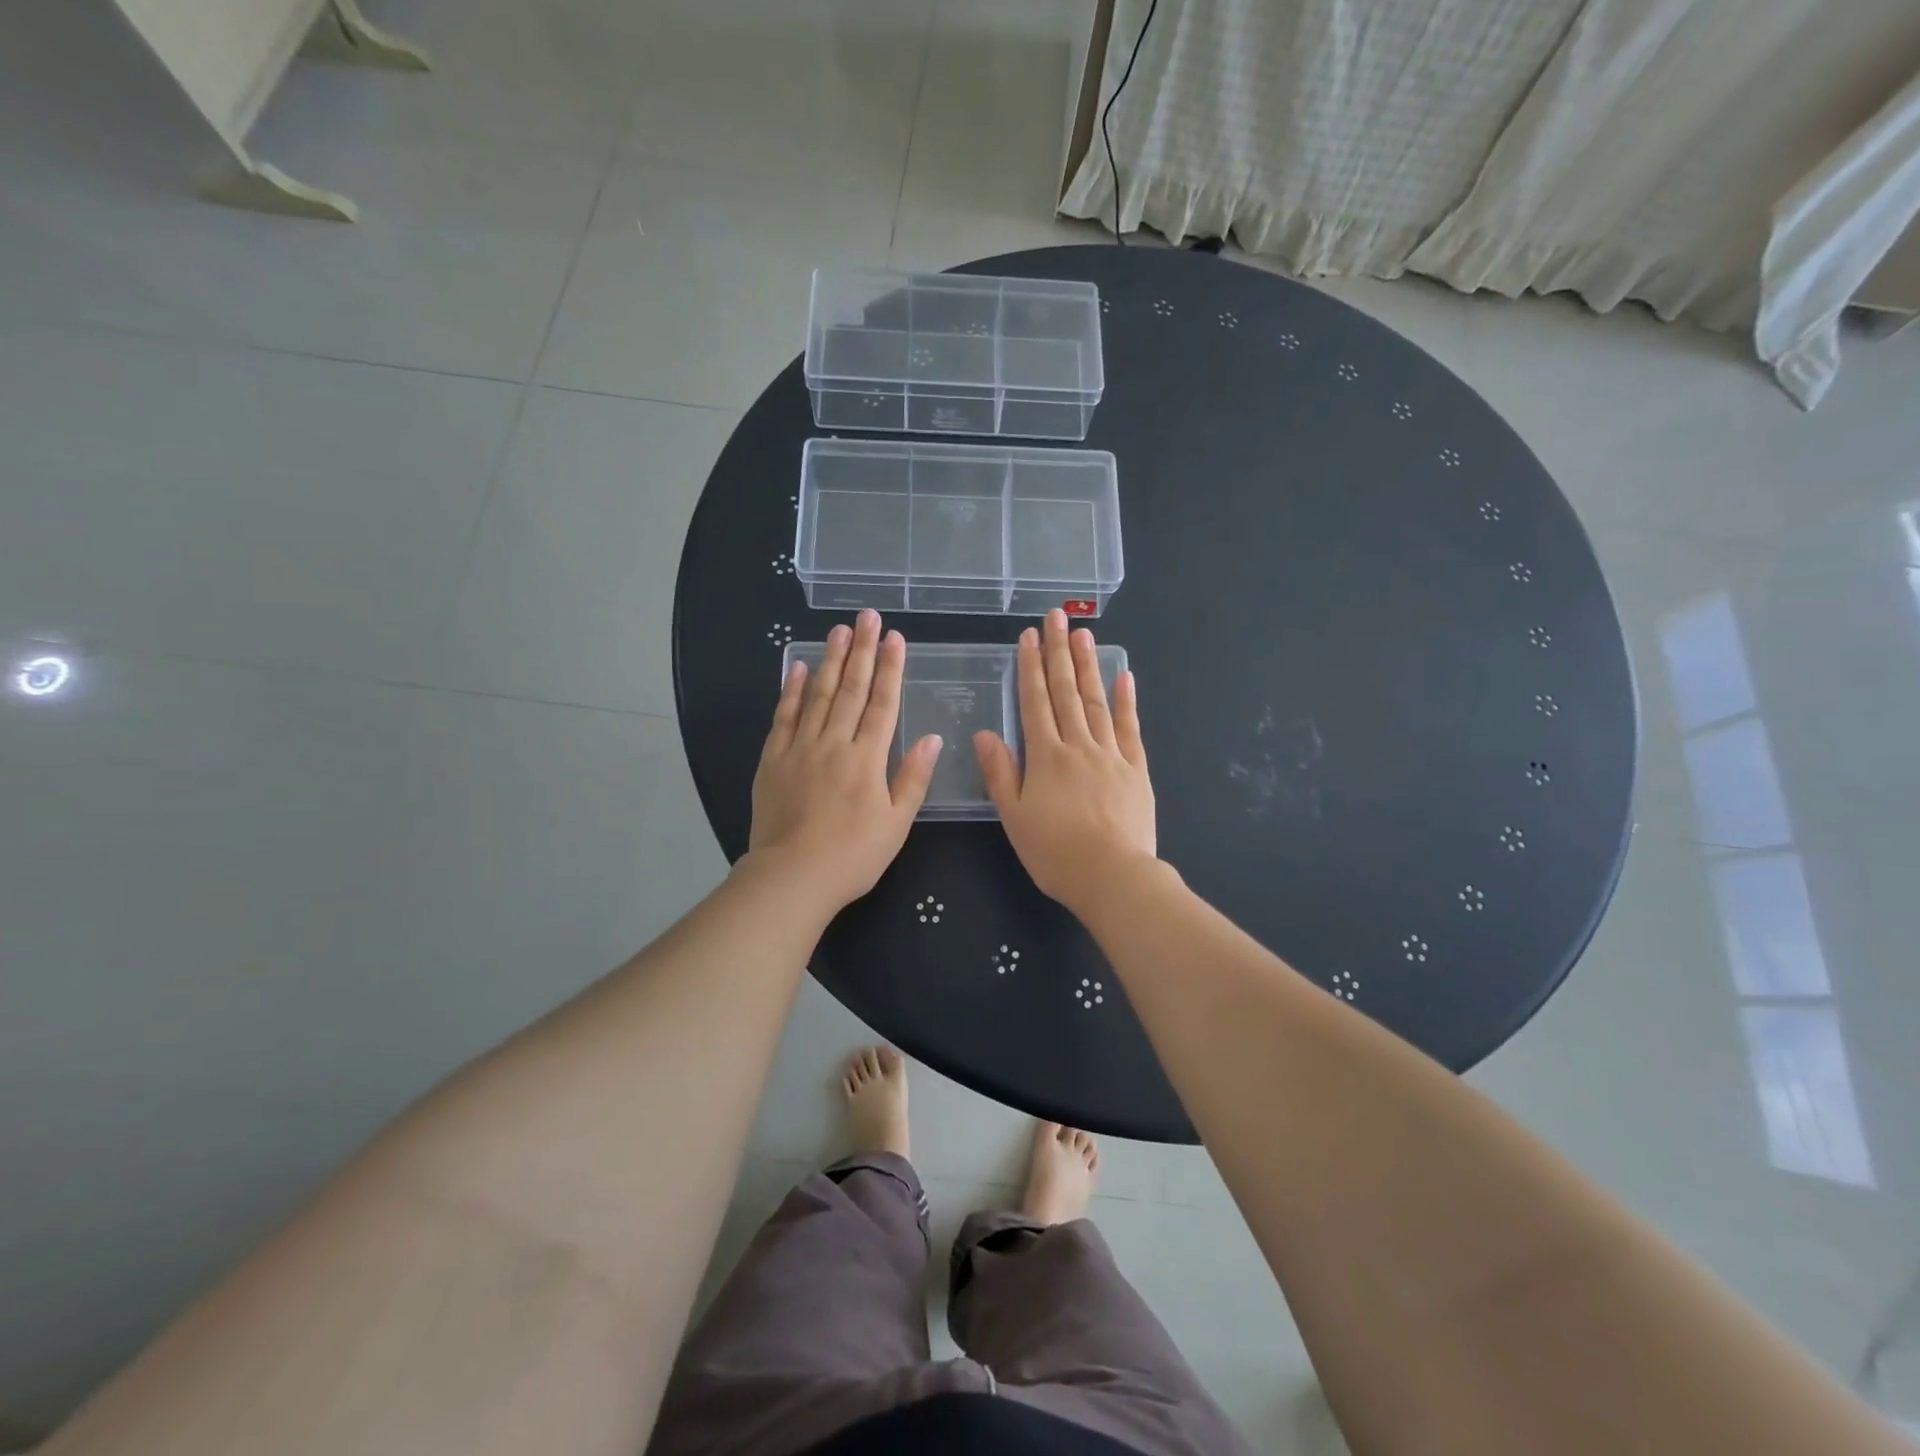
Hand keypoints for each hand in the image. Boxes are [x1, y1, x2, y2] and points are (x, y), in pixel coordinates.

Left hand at [747, 609, 942, 910]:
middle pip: (850, 689)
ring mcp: (800, 748)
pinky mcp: (773, 760)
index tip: (895, 638)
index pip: (883, 703)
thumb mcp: (897, 824)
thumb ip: (913, 778)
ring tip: (838, 631)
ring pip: (816, 695)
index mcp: (867, 758)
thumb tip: (933, 738)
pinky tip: (795, 667)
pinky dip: (789, 690)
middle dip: (861, 651)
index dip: (891, 669)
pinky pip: (783, 717)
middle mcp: (834, 743)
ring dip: (829, 660)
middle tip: (866, 616)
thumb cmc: (853, 855)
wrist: (792, 876)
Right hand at [974, 610, 1156, 913]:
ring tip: (1083, 634)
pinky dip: (1126, 701)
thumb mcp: (1015, 818)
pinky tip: (1124, 676)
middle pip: (1067, 692)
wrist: (1113, 877)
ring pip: (1096, 702)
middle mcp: (1078, 746)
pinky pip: (1129, 728)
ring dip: (1088, 666)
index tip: (1028, 637)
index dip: (1030, 667)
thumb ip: (1000, 773)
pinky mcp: (1136, 769)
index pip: (1035, 702)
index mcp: (1046, 757)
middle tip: (1056, 617)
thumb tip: (984, 733)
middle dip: (1058, 652)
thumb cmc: (1056, 853)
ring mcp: (1111, 755)